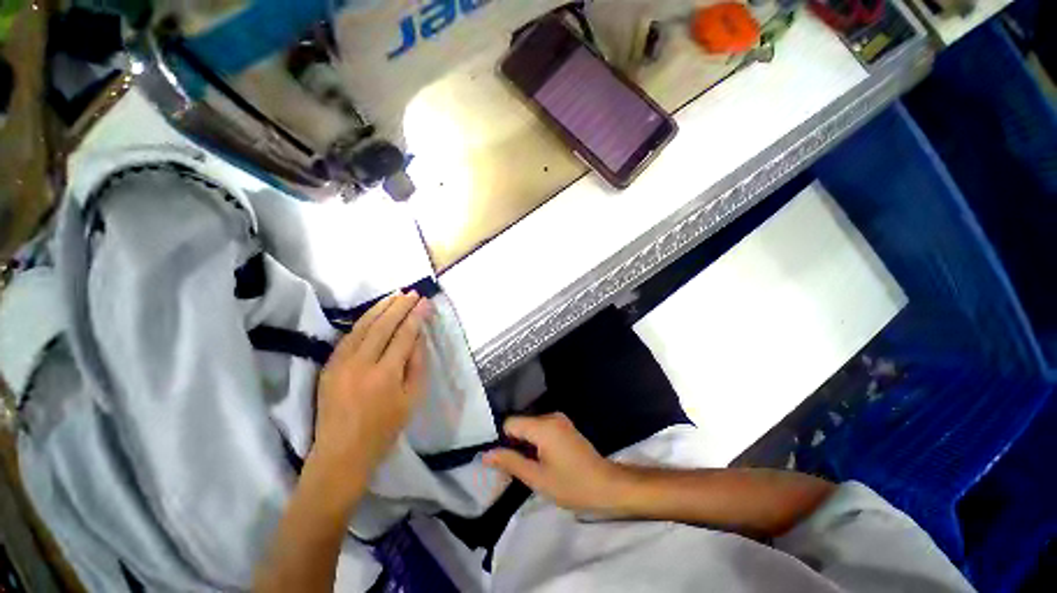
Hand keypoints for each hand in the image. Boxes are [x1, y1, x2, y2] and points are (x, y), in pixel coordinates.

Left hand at [311, 291, 430, 488]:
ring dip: (380, 308)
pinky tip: (373, 313)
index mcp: (385, 374)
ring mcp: (341, 363)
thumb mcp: (411, 399)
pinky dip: (363, 321)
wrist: (341, 453)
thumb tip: (418, 337)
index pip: (404, 336)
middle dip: (400, 307)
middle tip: (413, 293)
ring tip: (395, 295)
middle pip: (383, 326)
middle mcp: (361, 363)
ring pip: (362, 326)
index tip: (425, 302)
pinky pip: (348, 336)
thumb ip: (416, 365)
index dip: (416, 317)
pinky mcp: (329, 366)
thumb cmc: (384, 429)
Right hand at [483, 413, 622, 513]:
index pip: (510, 423)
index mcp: (543, 426)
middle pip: (520, 424)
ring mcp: (559, 420)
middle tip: (513, 469)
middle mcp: (550, 416)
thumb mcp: (537, 478)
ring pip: (530, 427)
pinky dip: (536, 443)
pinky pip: (541, 429)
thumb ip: (510, 462)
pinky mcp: (564, 426)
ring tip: (528, 467)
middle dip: (513, 444)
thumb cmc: (571, 485)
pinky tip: (540, 460)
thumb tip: (486, 454)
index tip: (502, 461)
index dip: (502, 440)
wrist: (606, 486)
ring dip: (525, 445)